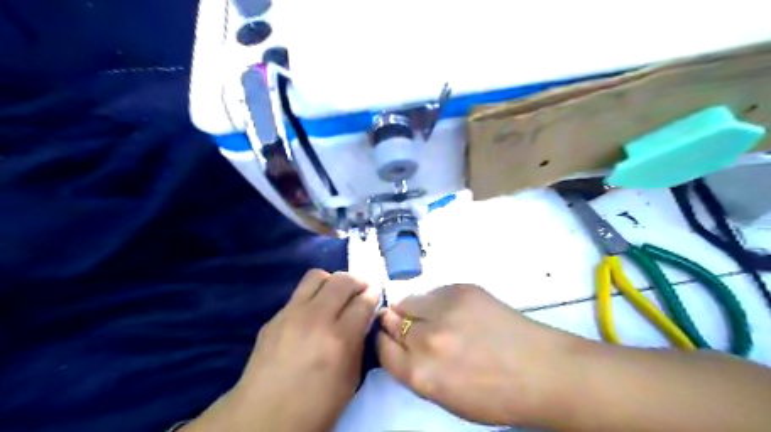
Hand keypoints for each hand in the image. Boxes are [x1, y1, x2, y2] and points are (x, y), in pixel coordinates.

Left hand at [184, 269, 381, 431]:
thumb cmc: (315, 407)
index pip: (363, 301)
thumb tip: (363, 318)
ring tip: (336, 295)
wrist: (263, 417)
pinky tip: (313, 312)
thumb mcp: (350, 379)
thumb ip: (359, 342)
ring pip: (317, 276)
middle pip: (342, 280)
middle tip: (361, 291)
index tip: (375, 296)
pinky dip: (313, 296)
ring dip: (333, 281)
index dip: (373, 295)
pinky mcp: (275, 316)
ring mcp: (291, 314)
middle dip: (357, 281)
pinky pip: (299, 293)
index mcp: (339, 338)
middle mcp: (316, 318)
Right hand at [376, 281, 583, 426]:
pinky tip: (456, 311)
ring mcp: (444, 309)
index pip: (382, 347)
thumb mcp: (445, 397)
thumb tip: (401, 345)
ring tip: (435, 317)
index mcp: (421, 374)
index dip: (384, 341)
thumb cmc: (495, 394)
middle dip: (396, 324)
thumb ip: (416, 371)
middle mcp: (426, 338)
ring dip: (415, 309)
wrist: (541, 370)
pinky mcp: (461, 289)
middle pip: (391, 320)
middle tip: (414, 327)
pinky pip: (433, 291)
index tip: (391, 338)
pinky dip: (437, 300)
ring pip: (408, 300)